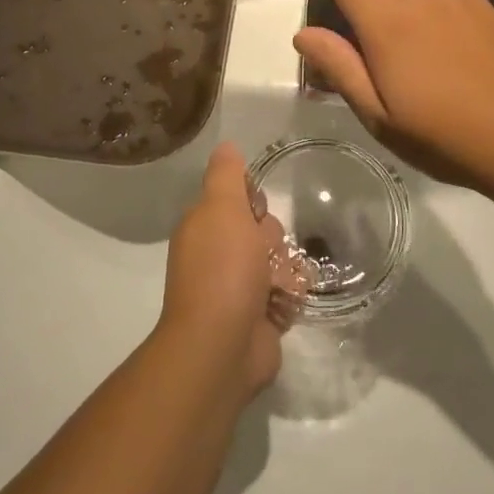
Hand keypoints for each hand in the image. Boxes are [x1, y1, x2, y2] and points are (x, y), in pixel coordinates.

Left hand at [158, 143, 300, 397]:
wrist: (222, 346)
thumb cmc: (222, 269)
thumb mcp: (222, 209)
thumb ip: (226, 176)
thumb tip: (226, 146)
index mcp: (205, 228)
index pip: (238, 198)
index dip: (252, 201)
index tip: (255, 211)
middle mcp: (218, 255)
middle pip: (263, 229)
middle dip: (272, 239)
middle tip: (264, 254)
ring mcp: (238, 288)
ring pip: (279, 261)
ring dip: (284, 270)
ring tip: (277, 285)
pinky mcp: (260, 317)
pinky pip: (287, 293)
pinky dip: (288, 298)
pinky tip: (284, 304)